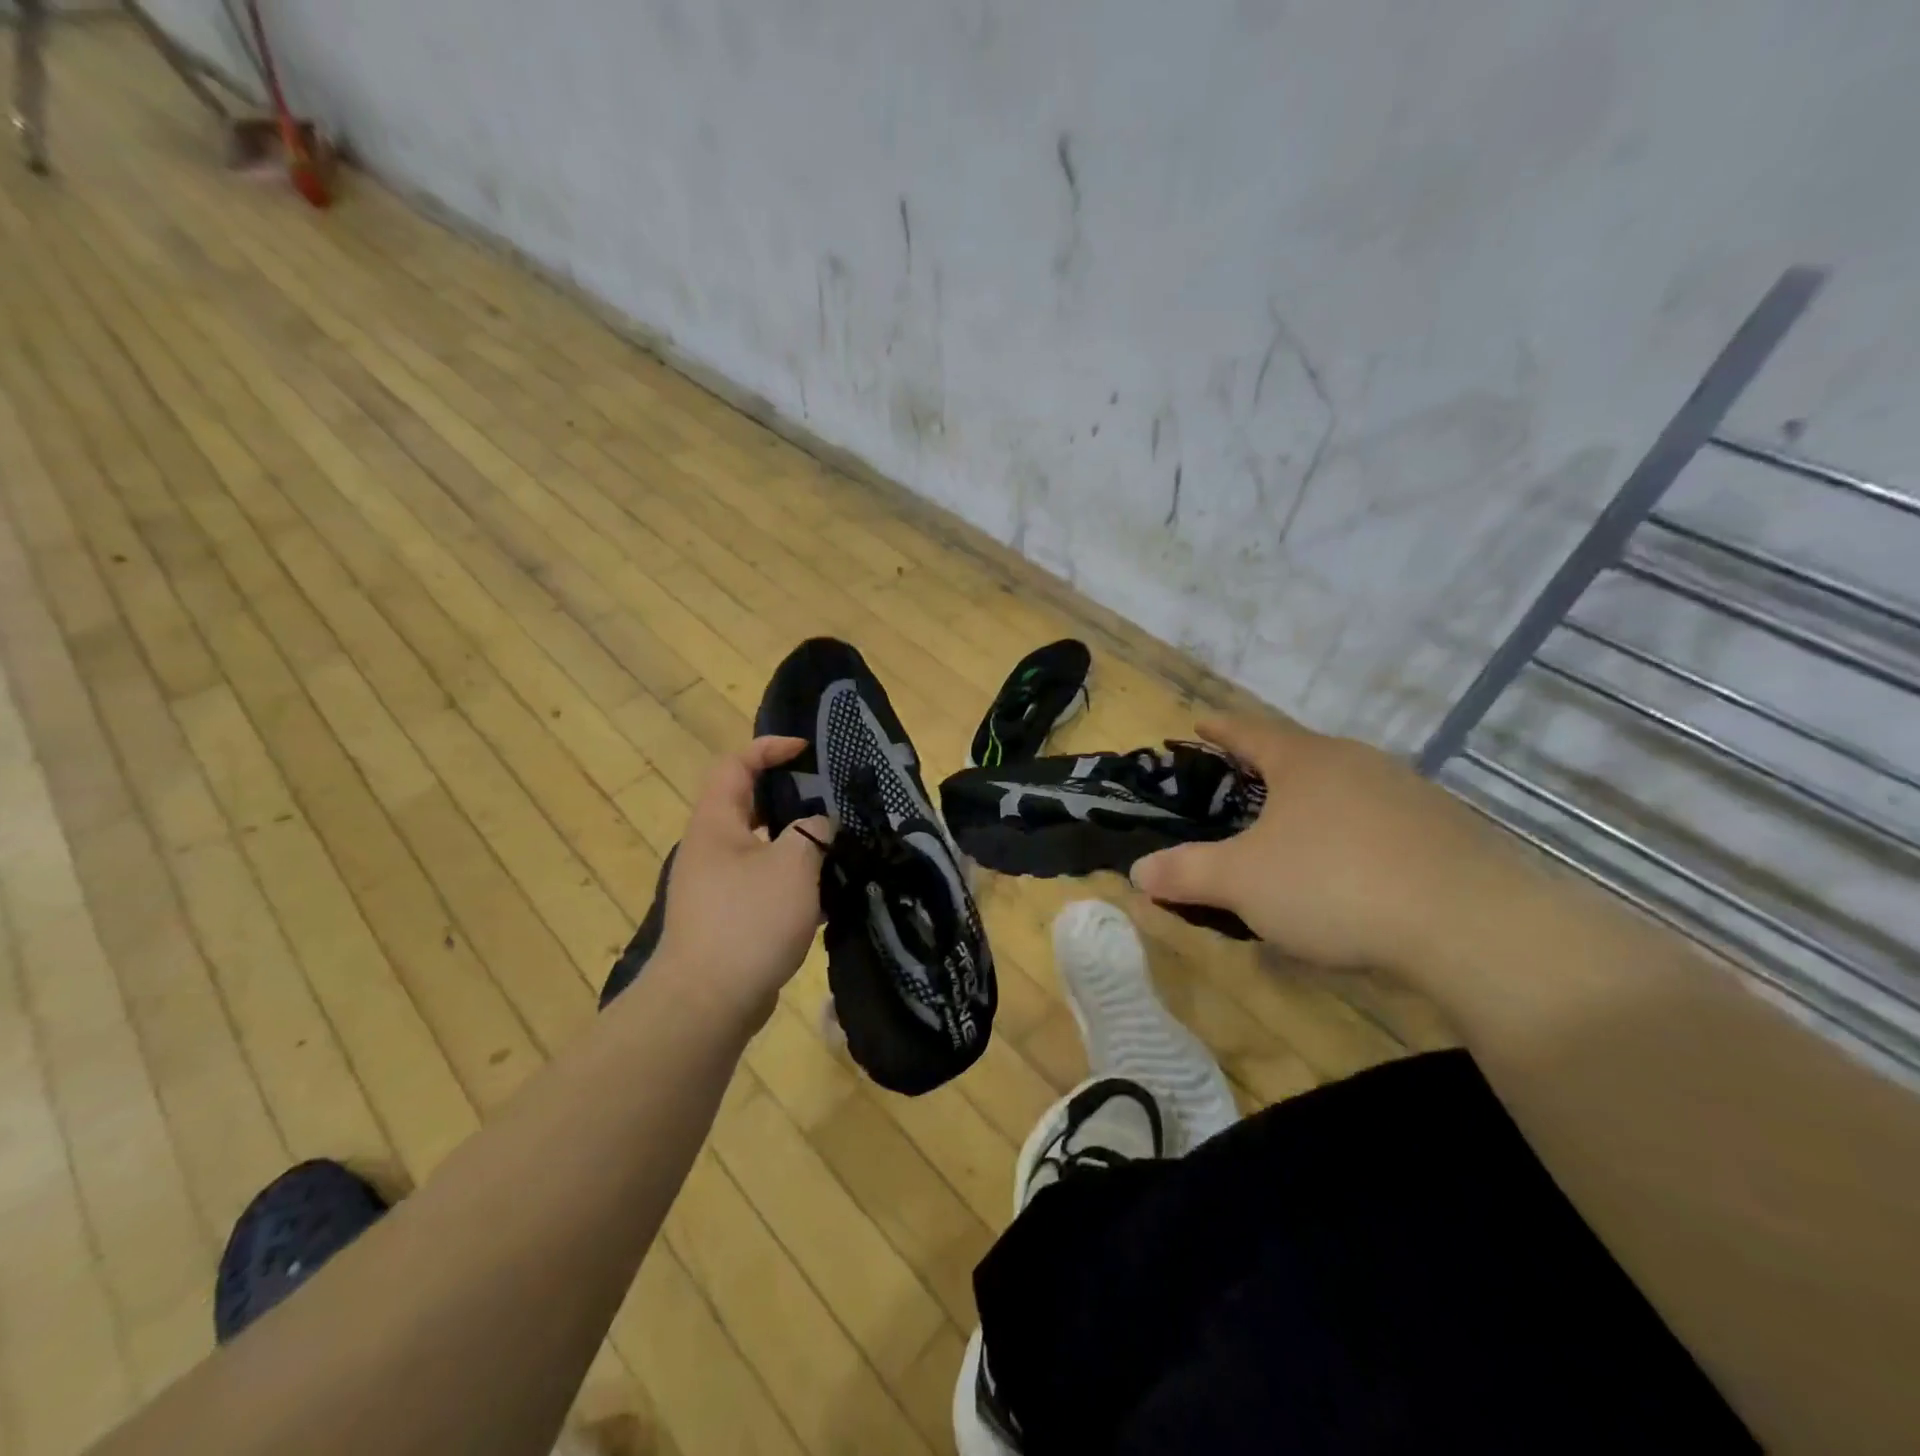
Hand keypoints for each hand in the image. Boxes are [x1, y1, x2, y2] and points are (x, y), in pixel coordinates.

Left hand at [651, 736, 831, 1030]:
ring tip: (837, 846)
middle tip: (829, 798)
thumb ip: (814, 832)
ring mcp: (716, 885)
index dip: (769, 748)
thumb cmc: (748, 921)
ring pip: (760, 847)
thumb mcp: (794, 865)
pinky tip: (825, 895)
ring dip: (796, 843)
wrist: (706, 1002)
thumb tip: (821, 825)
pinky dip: (793, 880)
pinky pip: (763, 883)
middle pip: (748, 804)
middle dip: (789, 796)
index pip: (736, 764)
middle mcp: (710, 847)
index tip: (807, 751)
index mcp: (716, 823)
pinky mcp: (728, 917)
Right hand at [1129, 715, 1499, 973]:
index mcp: (1305, 761)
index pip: (1249, 732)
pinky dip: (1351, 834)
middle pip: (1300, 754)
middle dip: (1266, 767)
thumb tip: (1137, 871)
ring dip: (1312, 802)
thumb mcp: (1242, 882)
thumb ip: (1186, 873)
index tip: (1199, 723)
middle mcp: (1357, 763)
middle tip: (1239, 784)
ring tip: (1292, 830)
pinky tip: (1350, 869)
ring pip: (1343, 788)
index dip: (1220, 729)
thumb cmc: (1335, 884)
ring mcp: (1408, 794)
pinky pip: (1379, 821)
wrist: (1472, 927)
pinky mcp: (1446, 832)